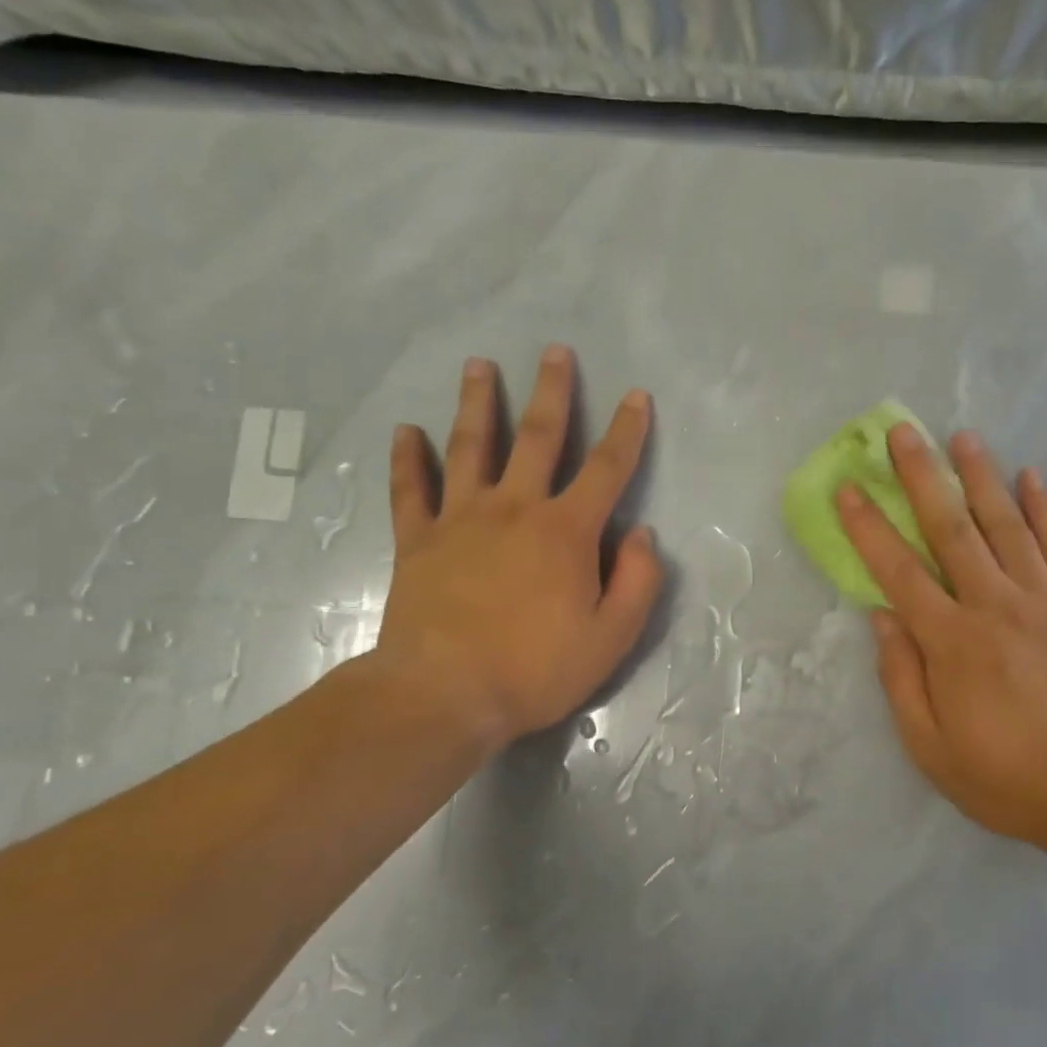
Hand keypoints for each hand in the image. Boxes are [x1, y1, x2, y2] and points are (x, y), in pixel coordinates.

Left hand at [360, 345, 662, 760]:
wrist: (444, 695)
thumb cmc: (535, 669)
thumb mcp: (611, 637)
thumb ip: (637, 581)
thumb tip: (641, 534)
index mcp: (566, 531)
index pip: (608, 469)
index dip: (628, 430)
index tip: (636, 396)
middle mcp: (515, 508)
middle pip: (538, 437)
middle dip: (552, 391)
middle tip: (555, 351)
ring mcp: (461, 519)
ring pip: (470, 447)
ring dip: (477, 403)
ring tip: (478, 365)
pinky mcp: (418, 540)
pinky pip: (410, 490)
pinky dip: (406, 458)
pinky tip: (405, 431)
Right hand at [836, 424, 1046, 850]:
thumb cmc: (1006, 776)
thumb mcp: (929, 745)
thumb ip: (900, 677)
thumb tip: (881, 616)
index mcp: (951, 640)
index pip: (898, 570)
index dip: (869, 527)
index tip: (849, 488)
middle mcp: (994, 604)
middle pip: (950, 529)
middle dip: (922, 477)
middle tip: (903, 433)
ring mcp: (1045, 599)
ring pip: (1006, 525)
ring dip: (981, 477)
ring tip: (963, 437)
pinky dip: (1045, 509)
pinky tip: (1032, 478)